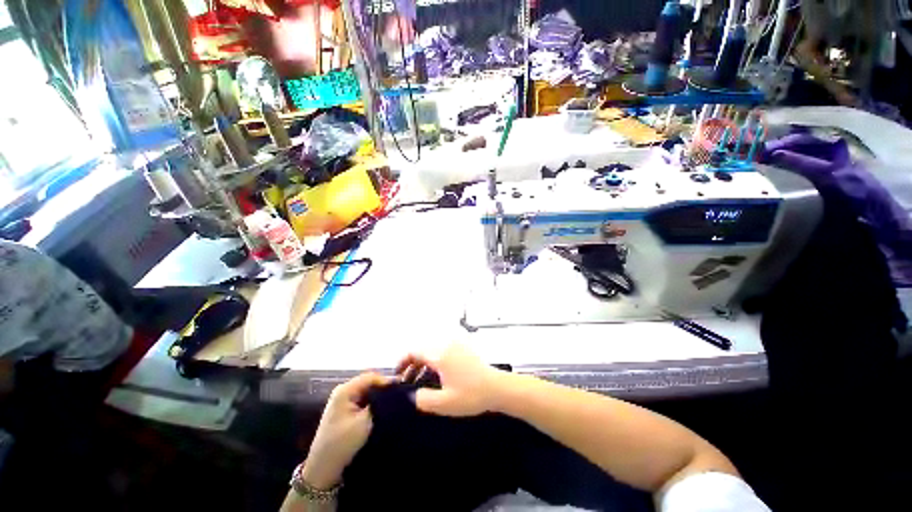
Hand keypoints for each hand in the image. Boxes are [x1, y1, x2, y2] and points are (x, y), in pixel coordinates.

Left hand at [302, 372, 389, 488]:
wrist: (322, 470)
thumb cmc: (342, 444)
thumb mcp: (364, 422)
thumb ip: (380, 403)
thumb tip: (394, 391)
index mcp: (345, 390)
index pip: (371, 377)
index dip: (387, 381)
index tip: (401, 390)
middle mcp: (343, 390)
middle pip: (369, 382)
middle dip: (383, 389)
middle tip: (398, 397)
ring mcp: (343, 400)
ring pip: (367, 391)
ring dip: (378, 397)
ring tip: (392, 404)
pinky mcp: (345, 409)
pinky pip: (363, 400)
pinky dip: (372, 404)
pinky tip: (381, 411)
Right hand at [396, 343, 504, 416]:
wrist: (497, 387)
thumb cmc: (471, 394)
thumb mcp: (444, 403)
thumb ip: (422, 399)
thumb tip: (412, 394)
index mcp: (439, 354)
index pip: (414, 351)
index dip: (402, 361)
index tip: (397, 375)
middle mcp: (446, 345)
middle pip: (422, 349)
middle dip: (411, 364)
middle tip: (407, 381)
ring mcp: (456, 345)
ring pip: (432, 350)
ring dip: (423, 363)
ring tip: (419, 381)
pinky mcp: (463, 349)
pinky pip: (442, 351)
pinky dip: (434, 361)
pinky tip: (436, 376)